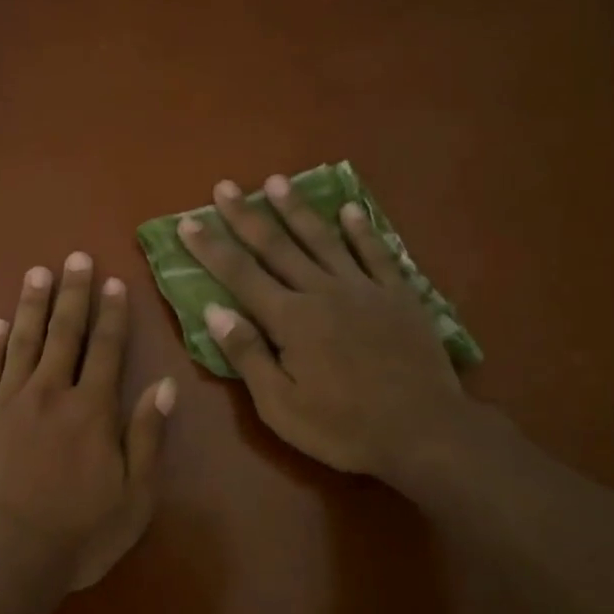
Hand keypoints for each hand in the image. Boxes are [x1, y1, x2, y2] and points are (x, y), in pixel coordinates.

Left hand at [0, 253, 176, 591]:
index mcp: (91, 410)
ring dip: (32, 304)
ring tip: (37, 272)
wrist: (0, 557)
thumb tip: (164, 385)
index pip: (106, 350)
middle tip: (75, 257)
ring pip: (22, 341)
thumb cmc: (76, 535)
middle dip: (72, 293)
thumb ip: (147, 436)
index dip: (112, 314)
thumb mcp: (133, 497)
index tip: (113, 282)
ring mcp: (6, 401)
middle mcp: (50, 393)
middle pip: (64, 333)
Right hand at [178, 175, 478, 489]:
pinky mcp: (399, 296)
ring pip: (323, 239)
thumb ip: (247, 355)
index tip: (187, 221)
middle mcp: (323, 292)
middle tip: (225, 186)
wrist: (426, 432)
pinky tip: (350, 209)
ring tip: (277, 181)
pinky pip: (377, 253)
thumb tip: (213, 310)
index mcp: (290, 319)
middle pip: (276, 246)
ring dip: (297, 209)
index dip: (211, 247)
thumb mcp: (281, 406)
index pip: (240, 274)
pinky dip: (362, 230)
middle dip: (246, 216)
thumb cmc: (344, 427)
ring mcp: (364, 289)